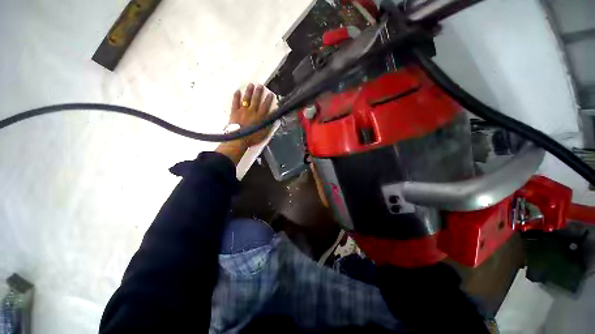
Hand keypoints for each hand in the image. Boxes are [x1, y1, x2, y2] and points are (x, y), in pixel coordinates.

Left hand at [216, 84, 274, 164]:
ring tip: (251, 85)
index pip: (265, 106)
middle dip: (258, 92)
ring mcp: (243, 110)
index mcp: (260, 117)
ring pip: (247, 99)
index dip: (268, 100)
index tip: (270, 94)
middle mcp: (252, 111)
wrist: (239, 139)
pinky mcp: (234, 111)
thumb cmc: (253, 138)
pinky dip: (236, 96)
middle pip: (256, 100)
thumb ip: (269, 125)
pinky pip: (235, 102)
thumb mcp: (264, 133)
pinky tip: (237, 91)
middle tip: (260, 85)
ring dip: (249, 91)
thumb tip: (274, 119)